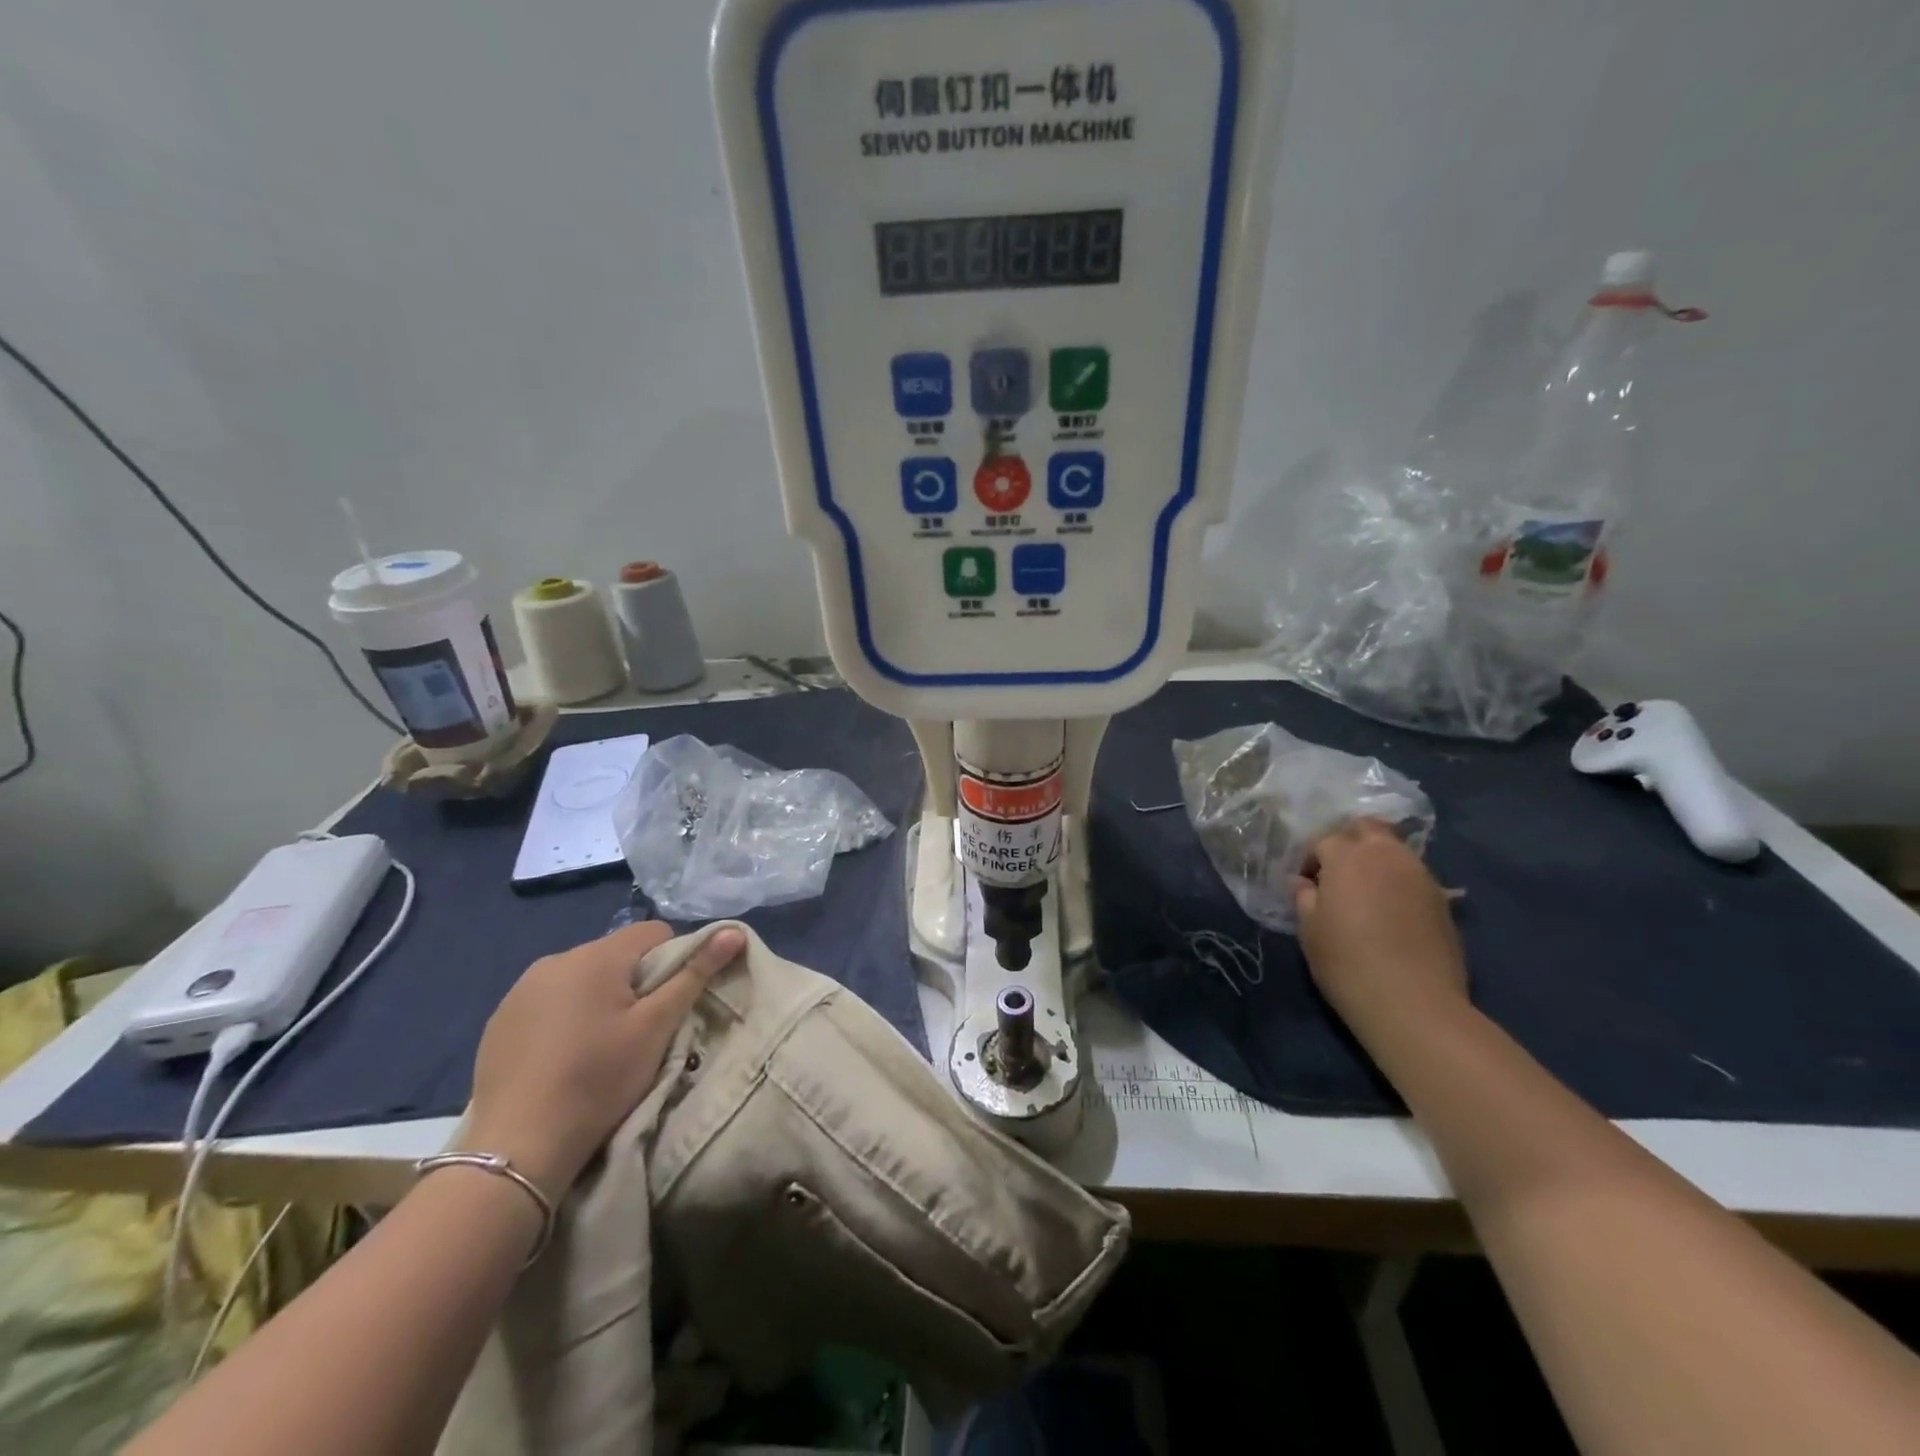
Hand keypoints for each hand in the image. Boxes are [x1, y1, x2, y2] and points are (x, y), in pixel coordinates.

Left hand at [462, 921, 745, 1196]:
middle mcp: (555, 959)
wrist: (517, 1149)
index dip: (673, 961)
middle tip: (638, 1031)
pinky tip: (563, 1056)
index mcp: (596, 956)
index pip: (654, 932)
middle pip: (616, 954)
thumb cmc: (598, 1080)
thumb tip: (733, 932)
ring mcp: (521, 989)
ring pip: (582, 977)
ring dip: (599, 997)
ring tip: (600, 1046)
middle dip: (635, 982)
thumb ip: (694, 974)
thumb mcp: (656, 1028)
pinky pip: (549, 1000)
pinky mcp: (500, 1019)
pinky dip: (565, 1016)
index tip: (668, 1005)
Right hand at [1293, 819, 1466, 1036]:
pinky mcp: (1443, 902)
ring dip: (1377, 861)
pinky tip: (1391, 914)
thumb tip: (1304, 883)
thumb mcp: (1308, 928)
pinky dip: (1399, 884)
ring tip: (1366, 895)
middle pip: (1367, 828)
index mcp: (1348, 856)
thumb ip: (1303, 897)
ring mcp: (1421, 876)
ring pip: (1395, 850)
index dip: (1310, 861)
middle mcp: (1388, 855)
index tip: (1306, 886)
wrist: (1413, 1003)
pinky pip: (1414, 877)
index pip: (1323, 841)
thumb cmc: (1346, 961)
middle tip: (1337, 874)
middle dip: (1348, 842)